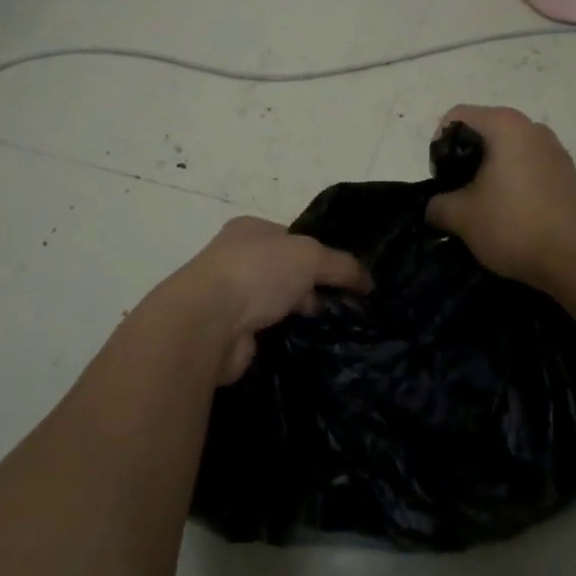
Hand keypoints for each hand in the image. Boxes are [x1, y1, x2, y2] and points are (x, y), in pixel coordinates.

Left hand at [163, 217, 368, 382]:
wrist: (207, 323)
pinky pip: (265, 332)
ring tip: (333, 330)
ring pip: (276, 303)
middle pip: (285, 271)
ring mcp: (229, 297)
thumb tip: (368, 281)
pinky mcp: (228, 333)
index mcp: (250, 229)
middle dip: (311, 288)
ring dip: (297, 314)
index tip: (346, 277)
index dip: (320, 255)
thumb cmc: (257, 272)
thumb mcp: (310, 256)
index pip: (293, 238)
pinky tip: (306, 346)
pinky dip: (283, 337)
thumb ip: (341, 265)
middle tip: (343, 307)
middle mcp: (236, 258)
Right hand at [425, 105, 575, 289]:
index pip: (456, 117)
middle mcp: (532, 127)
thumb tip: (436, 207)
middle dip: (465, 161)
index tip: (442, 180)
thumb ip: (438, 205)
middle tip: (458, 195)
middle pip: (483, 132)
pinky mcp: (568, 174)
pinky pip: (528, 168)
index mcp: (504, 125)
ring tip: (484, 207)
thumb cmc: (514, 224)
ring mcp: (554, 149)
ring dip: (490, 173)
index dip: (439, 146)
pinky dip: (513, 183)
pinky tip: (512, 215)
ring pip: (507, 151)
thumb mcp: (461, 217)